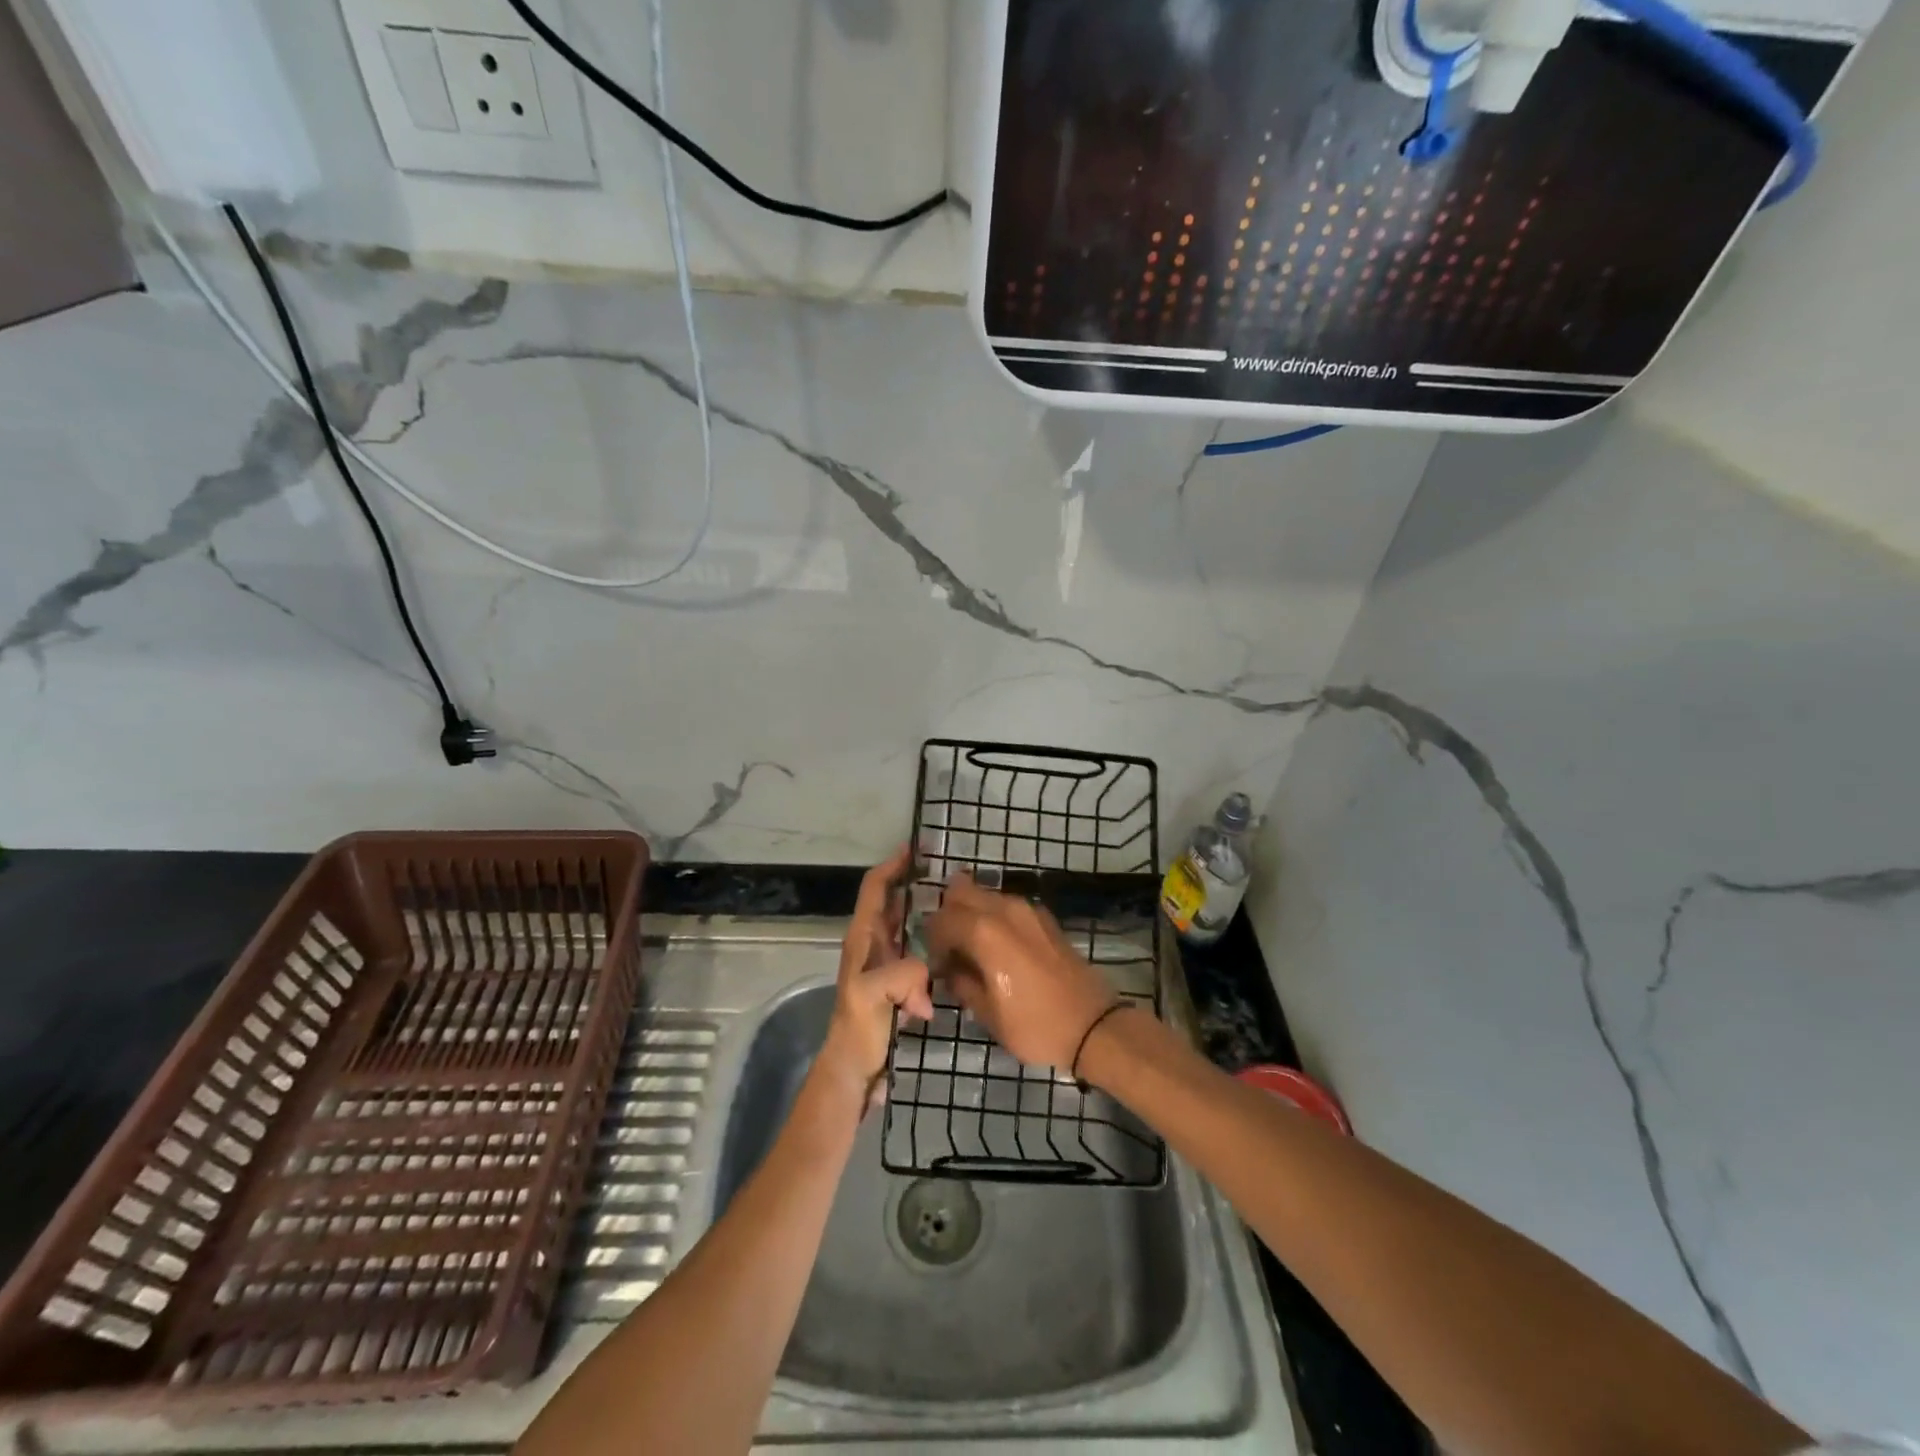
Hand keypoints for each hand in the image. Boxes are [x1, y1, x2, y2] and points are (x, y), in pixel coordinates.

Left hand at [814, 846, 933, 1110]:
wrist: (854, 1070)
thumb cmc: (857, 1029)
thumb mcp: (871, 996)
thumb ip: (900, 975)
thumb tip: (927, 974)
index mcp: (862, 938)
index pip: (875, 888)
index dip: (893, 865)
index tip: (916, 847)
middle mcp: (872, 944)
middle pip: (891, 901)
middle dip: (912, 881)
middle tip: (945, 871)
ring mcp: (884, 964)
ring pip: (906, 926)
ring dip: (925, 911)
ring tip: (955, 903)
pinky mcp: (897, 983)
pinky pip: (918, 952)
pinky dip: (933, 943)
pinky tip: (954, 948)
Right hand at [926, 875, 1118, 1070]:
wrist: (1093, 1025)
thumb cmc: (1035, 1024)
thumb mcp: (987, 1014)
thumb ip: (961, 983)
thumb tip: (950, 969)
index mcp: (984, 932)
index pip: (940, 920)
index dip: (932, 941)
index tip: (937, 966)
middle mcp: (1004, 909)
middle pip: (960, 891)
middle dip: (949, 915)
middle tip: (951, 949)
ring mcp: (1027, 909)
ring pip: (985, 894)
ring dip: (972, 913)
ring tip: (974, 949)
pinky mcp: (1044, 916)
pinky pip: (1006, 904)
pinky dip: (994, 917)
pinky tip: (999, 949)